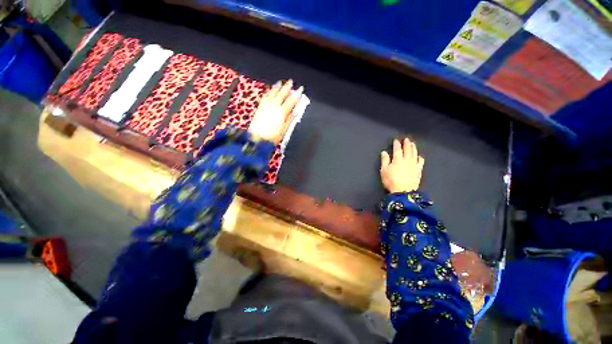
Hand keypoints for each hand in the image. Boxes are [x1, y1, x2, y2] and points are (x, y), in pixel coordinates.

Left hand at [249, 80, 302, 143]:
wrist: (257, 138)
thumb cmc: (272, 137)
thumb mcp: (284, 130)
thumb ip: (289, 120)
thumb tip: (295, 112)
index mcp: (281, 113)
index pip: (291, 101)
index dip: (296, 95)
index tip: (300, 89)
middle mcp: (274, 107)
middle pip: (281, 94)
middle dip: (287, 87)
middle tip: (291, 81)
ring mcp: (266, 106)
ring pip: (272, 93)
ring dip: (277, 87)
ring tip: (281, 82)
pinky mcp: (260, 107)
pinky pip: (265, 96)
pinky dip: (269, 92)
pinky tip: (270, 90)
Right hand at [380, 138, 423, 192]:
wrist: (403, 191)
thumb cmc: (391, 181)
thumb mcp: (384, 170)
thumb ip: (384, 160)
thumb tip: (384, 152)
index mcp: (398, 159)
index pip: (397, 149)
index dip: (397, 144)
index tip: (396, 140)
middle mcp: (407, 160)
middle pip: (407, 149)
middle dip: (407, 143)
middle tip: (406, 139)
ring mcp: (414, 164)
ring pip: (414, 153)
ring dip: (413, 148)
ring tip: (412, 144)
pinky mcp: (418, 170)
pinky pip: (420, 161)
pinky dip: (419, 157)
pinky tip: (419, 156)